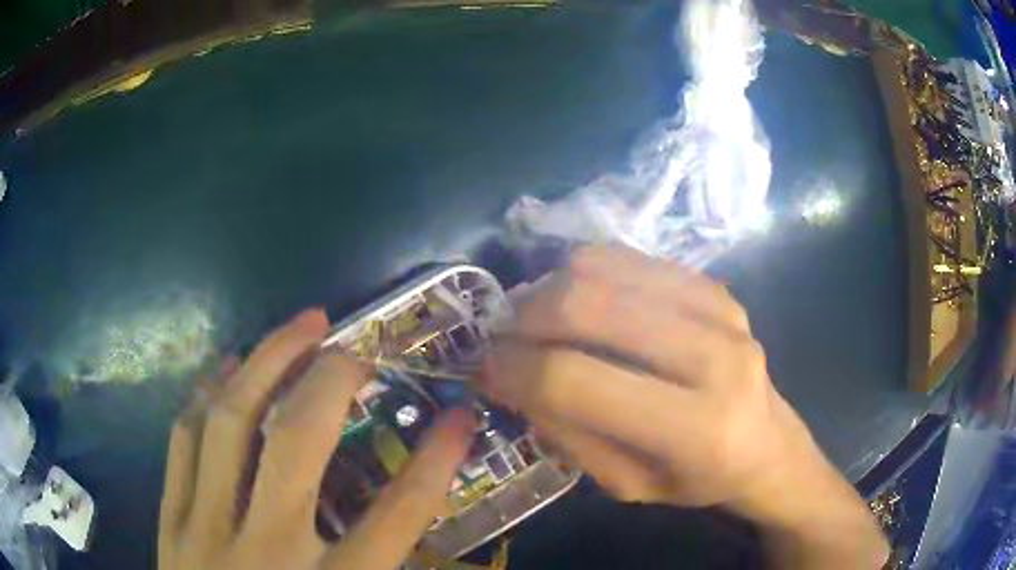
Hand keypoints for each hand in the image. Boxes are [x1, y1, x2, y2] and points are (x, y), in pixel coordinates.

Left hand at [159, 309, 476, 569]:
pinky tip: (224, 368)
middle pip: (297, 443)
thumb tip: (413, 534)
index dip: (434, 462)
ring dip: (265, 364)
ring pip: (229, 424)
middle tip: (354, 344)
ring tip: (297, 329)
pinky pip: (183, 442)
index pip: (396, 517)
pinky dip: (205, 396)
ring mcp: (205, 530)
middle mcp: (266, 551)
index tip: (458, 416)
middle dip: (332, 381)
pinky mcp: (170, 523)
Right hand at [480, 246, 887, 567]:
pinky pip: (630, 257)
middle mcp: (716, 357)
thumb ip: (564, 431)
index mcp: (697, 429)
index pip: (576, 380)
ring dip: (550, 289)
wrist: (765, 443)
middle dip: (524, 318)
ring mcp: (721, 309)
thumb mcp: (623, 484)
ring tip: (538, 319)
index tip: (484, 368)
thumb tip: (506, 374)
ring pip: (603, 268)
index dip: (514, 369)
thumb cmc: (695, 479)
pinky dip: (587, 274)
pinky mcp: (716, 285)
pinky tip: (583, 305)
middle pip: (587, 306)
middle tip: (503, 337)